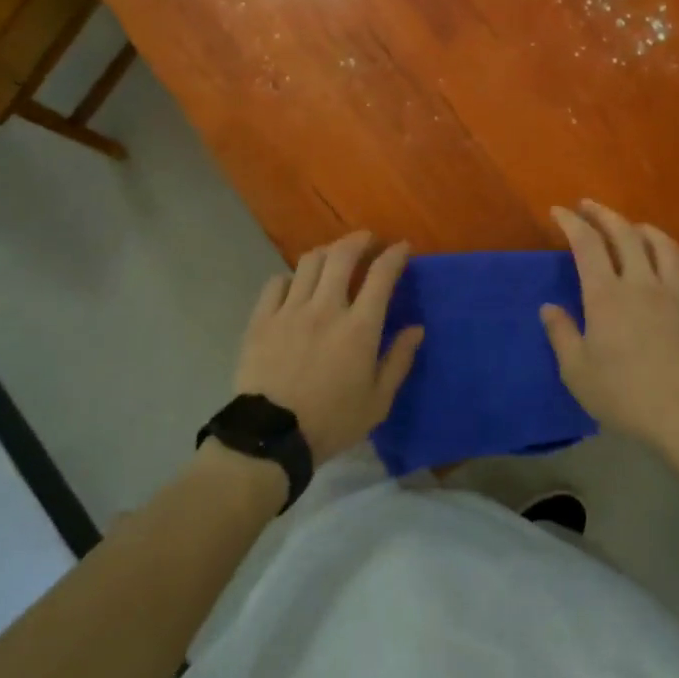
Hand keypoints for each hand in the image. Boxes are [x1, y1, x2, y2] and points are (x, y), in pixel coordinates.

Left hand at [232, 231, 423, 463]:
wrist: (271, 437)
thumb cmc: (332, 422)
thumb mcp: (378, 401)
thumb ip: (398, 360)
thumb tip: (416, 328)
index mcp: (359, 327)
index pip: (381, 275)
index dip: (394, 255)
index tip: (401, 247)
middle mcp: (326, 308)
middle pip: (342, 255)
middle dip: (358, 240)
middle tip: (366, 239)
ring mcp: (290, 310)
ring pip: (309, 262)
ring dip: (326, 252)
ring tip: (333, 257)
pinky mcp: (262, 320)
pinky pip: (276, 283)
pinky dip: (290, 277)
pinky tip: (295, 285)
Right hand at [540, 201, 678, 450]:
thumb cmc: (623, 395)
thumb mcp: (577, 371)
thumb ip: (561, 334)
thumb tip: (549, 308)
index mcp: (606, 295)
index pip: (586, 243)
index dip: (571, 222)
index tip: (558, 211)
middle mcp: (640, 283)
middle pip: (624, 232)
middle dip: (603, 213)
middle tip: (588, 206)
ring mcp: (673, 292)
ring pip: (662, 243)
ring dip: (642, 227)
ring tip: (631, 227)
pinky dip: (667, 259)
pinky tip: (661, 269)